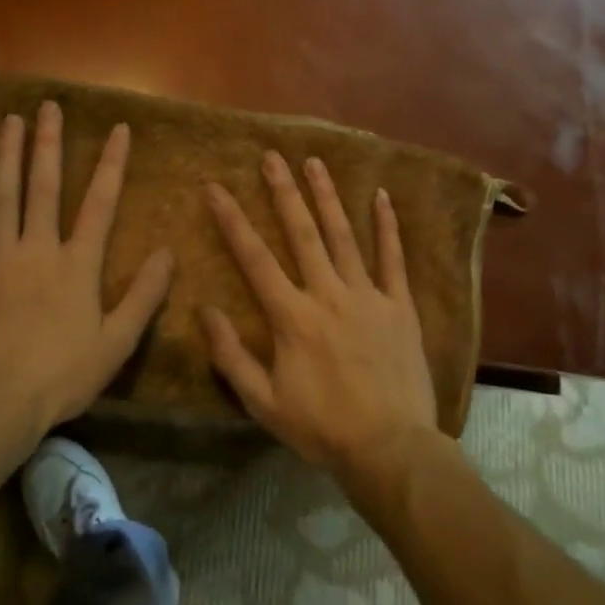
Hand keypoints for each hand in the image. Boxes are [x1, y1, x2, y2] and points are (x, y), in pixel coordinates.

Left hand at [0, 101, 173, 457]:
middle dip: (49, 144)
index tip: (117, 128)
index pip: (100, 203)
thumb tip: (167, 252)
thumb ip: (144, 295)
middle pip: (44, 188)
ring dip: (6, 156)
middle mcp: (37, 249)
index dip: (111, 164)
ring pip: (2, 198)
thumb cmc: (62, 376)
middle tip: (49, 107)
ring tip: (10, 121)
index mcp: (77, 264)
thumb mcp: (117, 342)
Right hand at [202, 150, 437, 478]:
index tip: (215, 188)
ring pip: (344, 236)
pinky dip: (387, 226)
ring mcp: (368, 296)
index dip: (232, 221)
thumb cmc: (322, 427)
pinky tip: (381, 196)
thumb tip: (204, 310)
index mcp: (292, 317)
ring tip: (314, 163)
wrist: (391, 448)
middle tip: (271, 156)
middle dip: (283, 192)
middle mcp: (328, 294)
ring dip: (327, 197)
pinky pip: (393, 259)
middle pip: (302, 233)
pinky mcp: (400, 306)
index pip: (254, 258)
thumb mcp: (263, 402)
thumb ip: (231, 355)